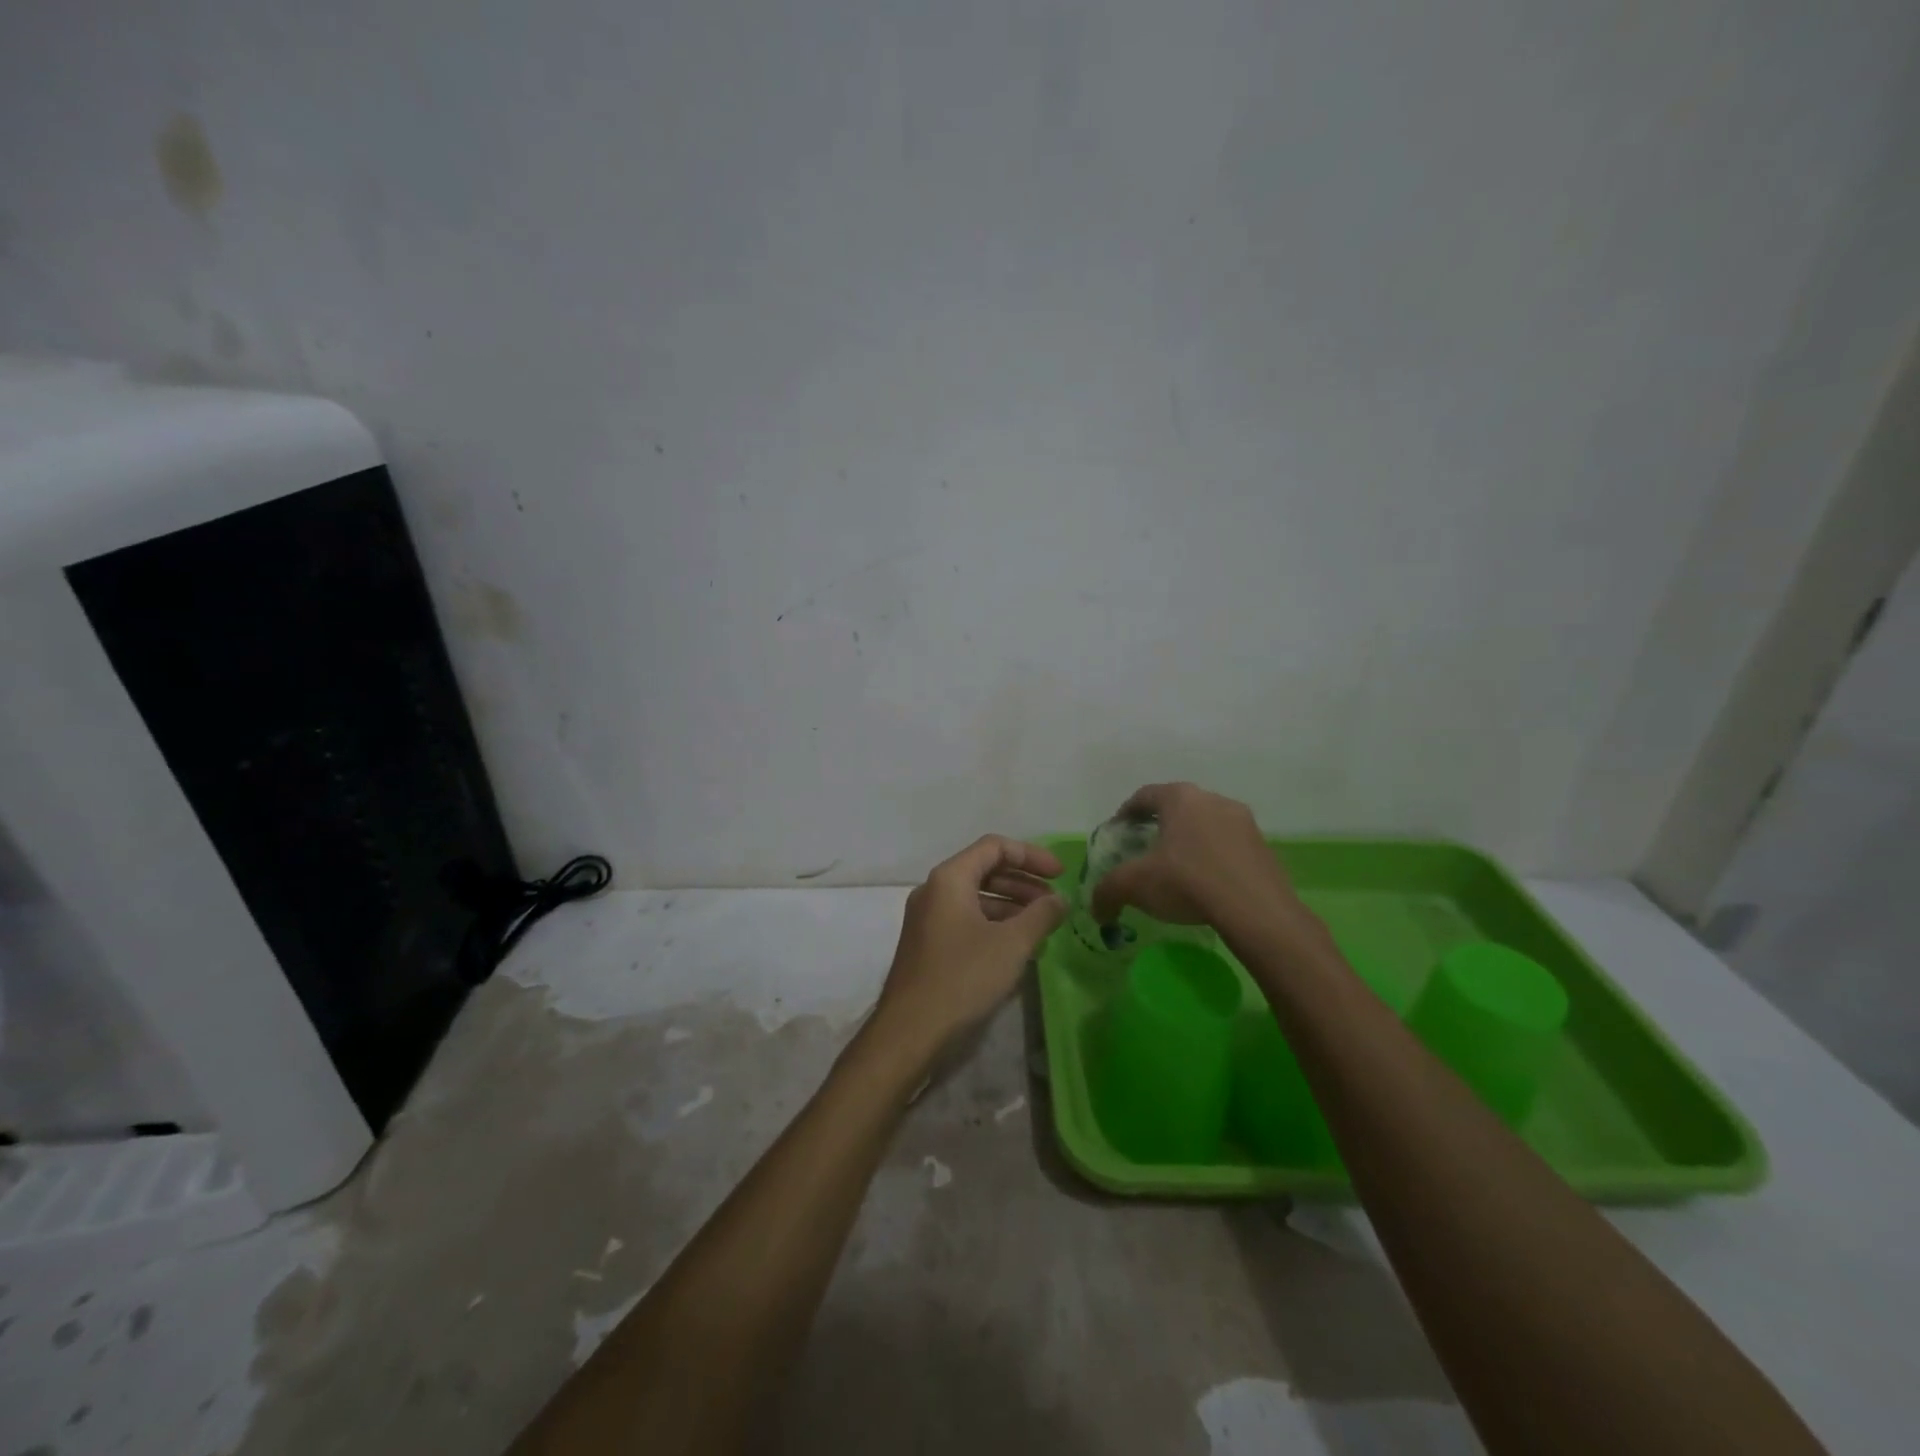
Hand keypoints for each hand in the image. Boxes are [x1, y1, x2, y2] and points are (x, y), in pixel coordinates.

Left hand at [868, 835, 1066, 1066]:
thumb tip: (1060, 900)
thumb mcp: (1011, 944)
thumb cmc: (963, 977)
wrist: (910, 1031)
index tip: (1061, 875)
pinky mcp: (928, 944)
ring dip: (1011, 906)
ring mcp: (928, 918)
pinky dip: (994, 925)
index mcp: (949, 879)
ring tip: (1043, 927)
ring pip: (976, 898)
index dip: (1032, 856)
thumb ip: (1041, 916)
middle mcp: (934, 890)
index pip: (994, 847)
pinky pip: (966, 920)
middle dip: (1023, 882)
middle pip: (985, 870)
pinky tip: (1018, 948)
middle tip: (1055, 902)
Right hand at [1089, 782, 1307, 932]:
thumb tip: (1097, 908)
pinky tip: (1207, 882)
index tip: (1118, 831)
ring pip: (1206, 824)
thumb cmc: (1187, 882)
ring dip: (1190, 840)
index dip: (1126, 812)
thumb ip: (1107, 891)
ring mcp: (1243, 821)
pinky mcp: (1263, 846)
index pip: (1144, 796)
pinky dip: (1213, 857)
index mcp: (1180, 798)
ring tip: (1178, 868)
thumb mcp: (1135, 885)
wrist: (1256, 910)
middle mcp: (1212, 799)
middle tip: (1146, 848)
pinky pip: (1229, 845)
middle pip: (1178, 807)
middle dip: (1159, 825)